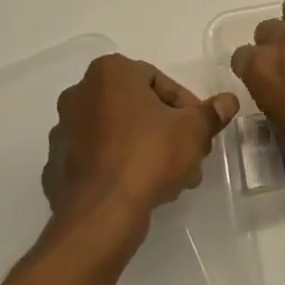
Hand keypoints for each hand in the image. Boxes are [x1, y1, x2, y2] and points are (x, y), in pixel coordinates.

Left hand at [42, 55, 238, 239]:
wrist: (102, 212)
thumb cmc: (149, 154)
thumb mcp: (192, 130)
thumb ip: (211, 113)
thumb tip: (228, 101)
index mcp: (109, 72)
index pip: (158, 80)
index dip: (186, 106)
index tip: (199, 131)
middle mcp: (80, 93)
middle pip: (137, 107)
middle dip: (167, 130)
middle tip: (190, 155)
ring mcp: (63, 130)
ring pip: (118, 134)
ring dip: (147, 149)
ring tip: (172, 179)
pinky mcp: (56, 165)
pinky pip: (98, 158)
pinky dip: (121, 167)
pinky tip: (142, 189)